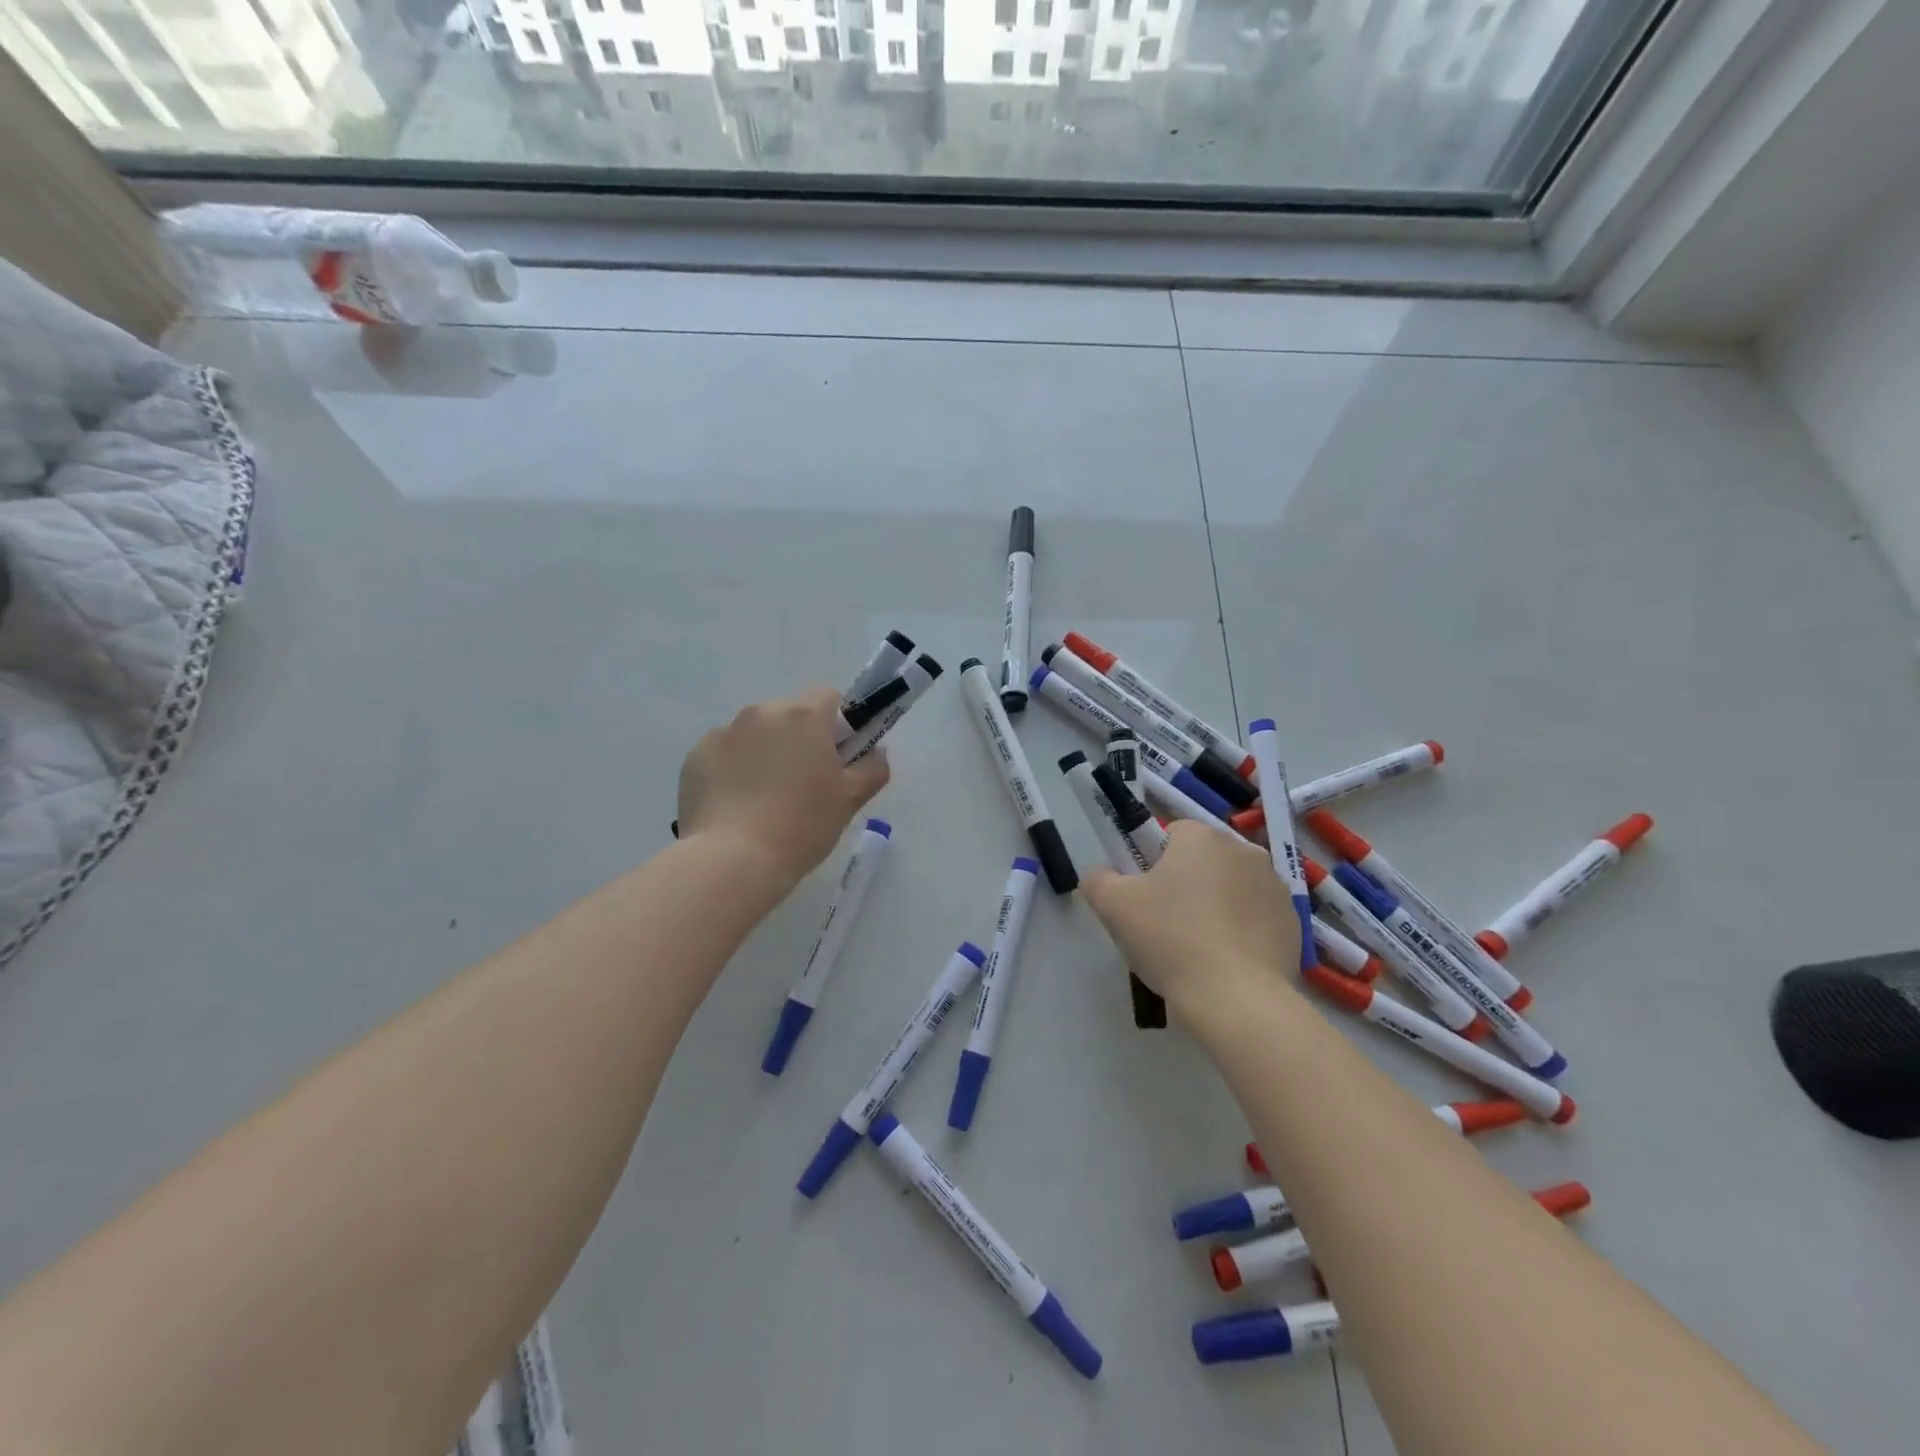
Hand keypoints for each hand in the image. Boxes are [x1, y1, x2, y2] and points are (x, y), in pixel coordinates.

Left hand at [677, 688, 889, 887]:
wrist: (733, 858)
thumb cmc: (802, 825)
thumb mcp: (850, 800)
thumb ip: (872, 768)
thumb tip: (875, 753)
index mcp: (803, 715)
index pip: (829, 696)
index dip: (837, 723)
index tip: (836, 757)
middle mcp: (761, 713)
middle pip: (789, 714)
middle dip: (798, 738)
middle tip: (802, 783)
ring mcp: (723, 733)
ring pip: (754, 733)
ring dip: (764, 752)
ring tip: (764, 799)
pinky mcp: (696, 757)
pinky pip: (724, 753)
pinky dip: (733, 769)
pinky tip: (737, 805)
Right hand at [1079, 821, 1301, 1015]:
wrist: (1236, 999)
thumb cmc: (1170, 940)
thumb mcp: (1113, 906)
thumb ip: (1098, 879)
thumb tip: (1101, 876)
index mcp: (1202, 838)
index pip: (1170, 834)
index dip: (1152, 863)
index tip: (1144, 897)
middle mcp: (1244, 850)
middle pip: (1203, 860)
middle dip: (1185, 883)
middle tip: (1165, 924)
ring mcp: (1275, 886)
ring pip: (1231, 888)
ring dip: (1216, 905)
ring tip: (1198, 948)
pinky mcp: (1294, 922)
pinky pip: (1256, 917)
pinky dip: (1242, 931)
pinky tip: (1226, 962)